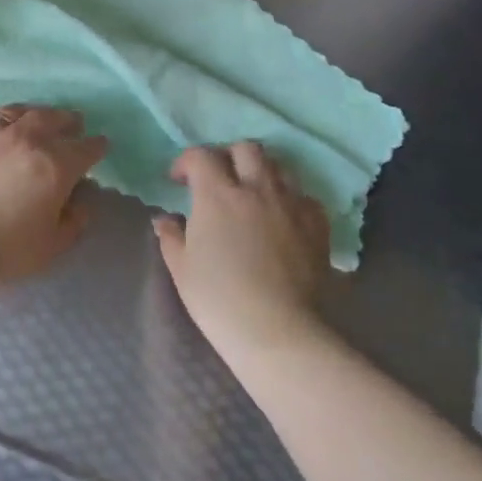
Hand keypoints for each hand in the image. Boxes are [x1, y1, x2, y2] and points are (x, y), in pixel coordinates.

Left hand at [0, 106, 108, 288]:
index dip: (96, 146)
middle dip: (67, 120)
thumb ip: (73, 222)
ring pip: (18, 110)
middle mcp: (27, 138)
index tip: (100, 145)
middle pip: (54, 118)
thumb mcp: (49, 247)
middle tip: (72, 124)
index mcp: (56, 165)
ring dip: (33, 114)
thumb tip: (80, 203)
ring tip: (34, 119)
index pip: (86, 148)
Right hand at [154, 142, 329, 359]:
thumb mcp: (182, 268)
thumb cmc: (218, 299)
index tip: (179, 180)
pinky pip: (304, 196)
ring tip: (252, 195)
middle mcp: (256, 189)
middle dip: (228, 156)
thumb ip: (171, 237)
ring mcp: (291, 204)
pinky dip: (290, 199)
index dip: (186, 162)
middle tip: (219, 179)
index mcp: (217, 195)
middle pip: (246, 149)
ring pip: (278, 167)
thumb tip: (164, 219)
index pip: (200, 156)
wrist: (276, 330)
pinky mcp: (317, 224)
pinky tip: (282, 219)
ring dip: (260, 173)